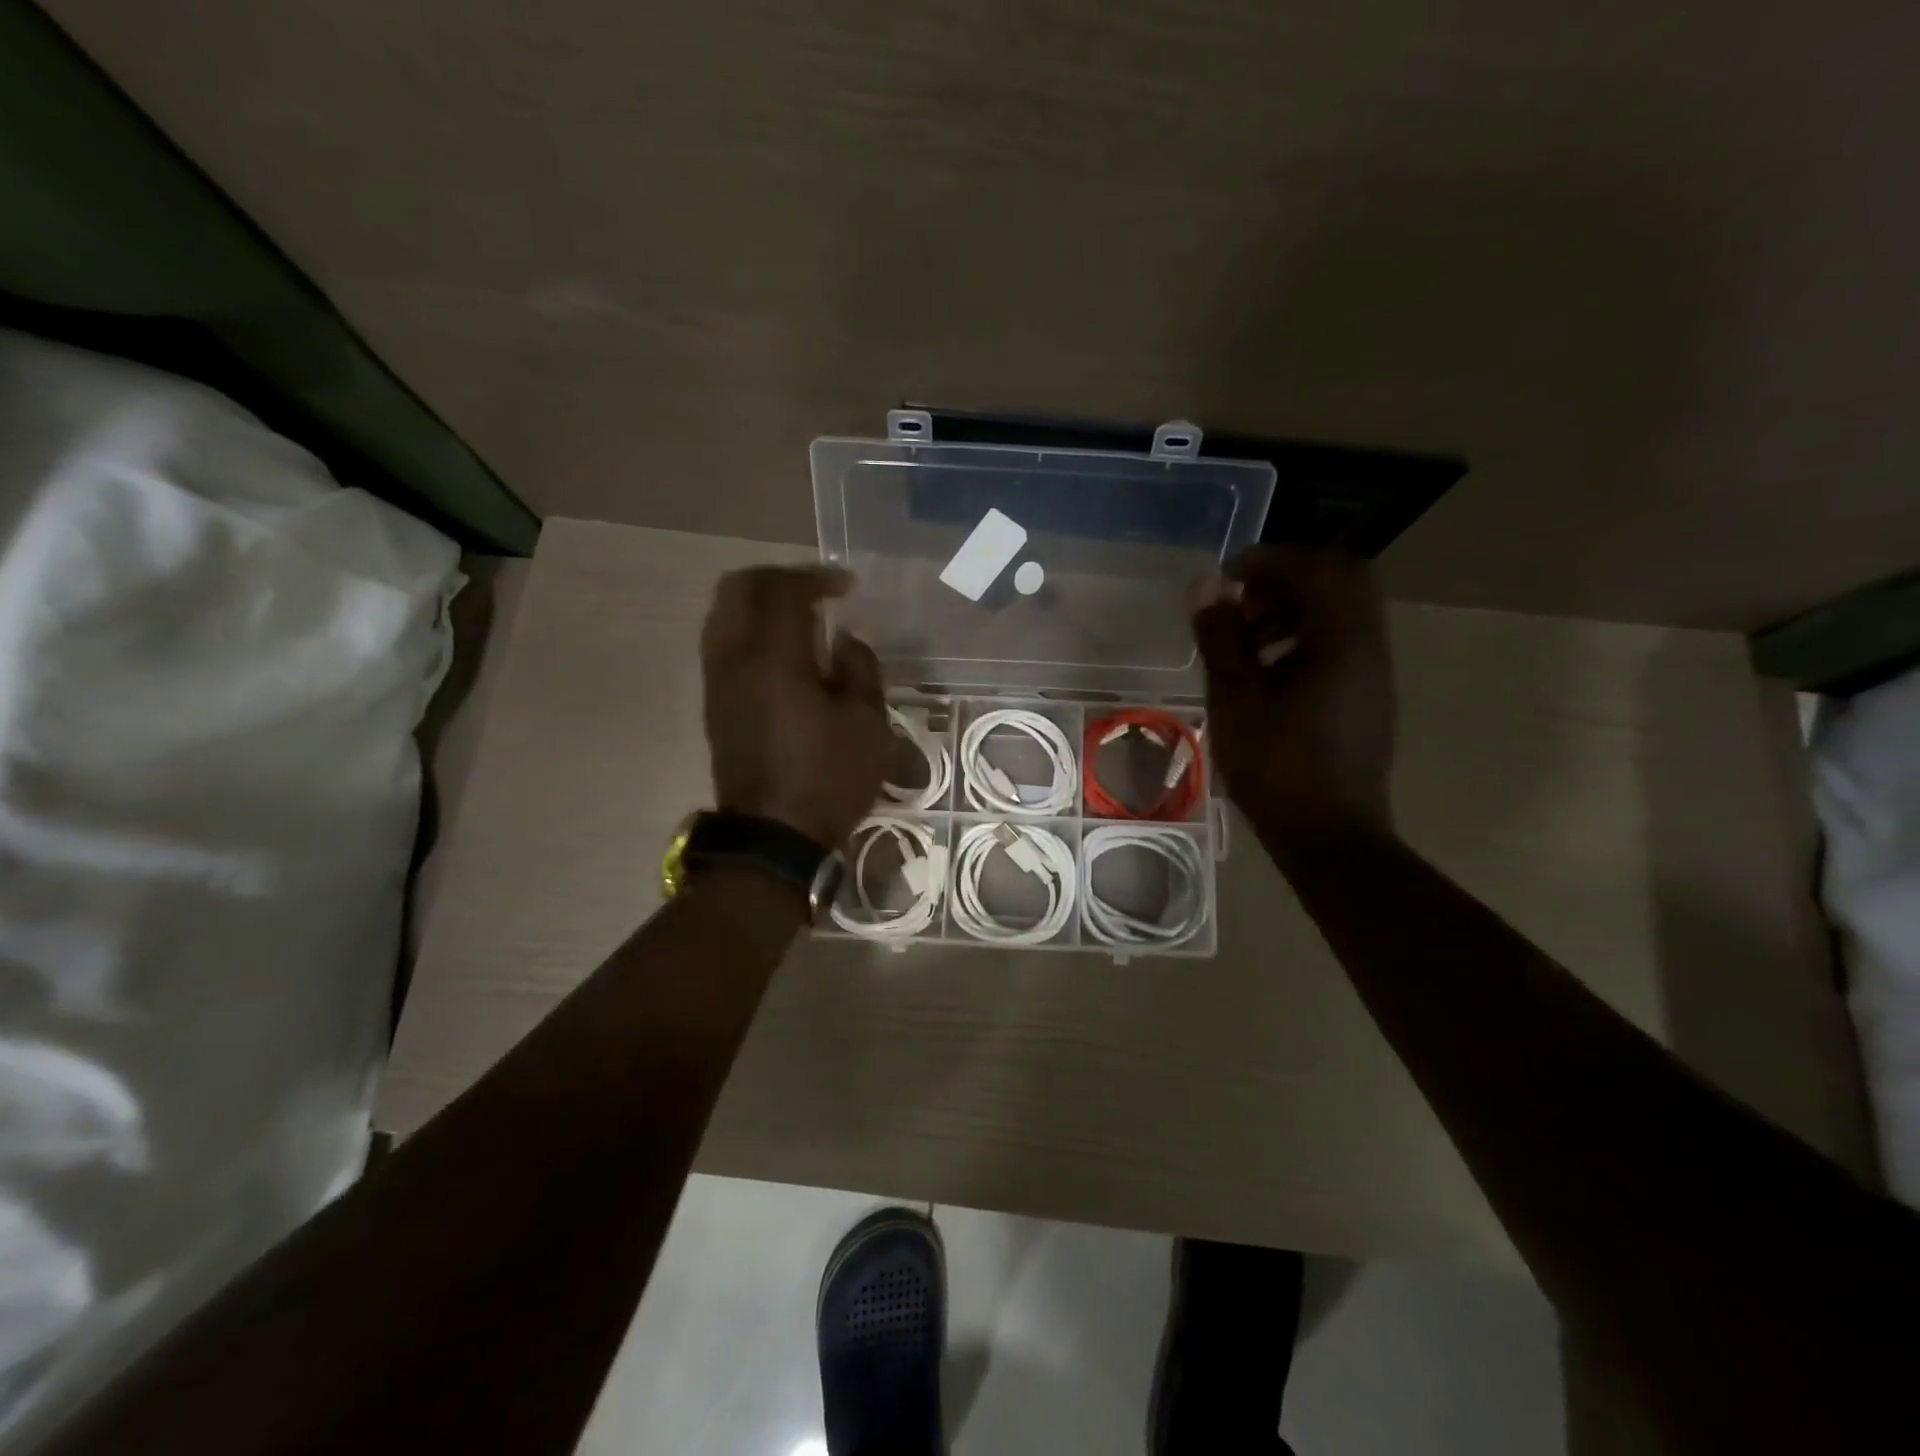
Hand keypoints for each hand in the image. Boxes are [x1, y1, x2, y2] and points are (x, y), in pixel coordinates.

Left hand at [701, 566, 890, 848]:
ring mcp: (717, 681)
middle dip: (778, 579)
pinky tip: (783, 654)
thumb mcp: (867, 724)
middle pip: (738, 588)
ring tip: (800, 619)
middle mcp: (734, 658)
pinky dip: (750, 630)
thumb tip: (845, 640)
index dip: (816, 577)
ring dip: (760, 603)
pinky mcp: (714, 703)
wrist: (772, 837)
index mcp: (773, 658)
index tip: (846, 585)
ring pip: (723, 614)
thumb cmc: (828, 779)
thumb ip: (860, 668)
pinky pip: (723, 643)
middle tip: (816, 592)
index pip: (783, 590)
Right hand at [1191, 546, 1396, 852]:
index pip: (1319, 567)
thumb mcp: (1236, 700)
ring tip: (1245, 639)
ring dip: (1293, 610)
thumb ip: (1221, 638)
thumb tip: (1205, 587)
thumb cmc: (1277, 768)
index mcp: (1342, 641)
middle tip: (1241, 602)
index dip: (1271, 559)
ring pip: (1340, 614)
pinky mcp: (1366, 697)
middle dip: (1286, 580)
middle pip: (1340, 581)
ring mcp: (1372, 674)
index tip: (1228, 576)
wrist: (1329, 837)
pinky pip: (1340, 644)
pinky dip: (1304, 638)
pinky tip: (1266, 674)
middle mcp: (1369, 647)